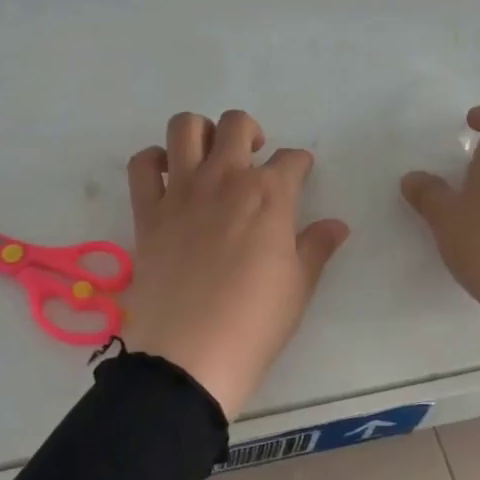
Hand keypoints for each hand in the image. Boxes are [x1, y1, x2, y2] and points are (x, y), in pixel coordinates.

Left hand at [125, 111, 349, 419]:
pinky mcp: (147, 212)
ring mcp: (180, 192)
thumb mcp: (299, 287)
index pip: (291, 160)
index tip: (300, 175)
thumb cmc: (255, 323)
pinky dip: (153, 161)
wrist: (191, 354)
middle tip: (254, 159)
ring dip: (201, 133)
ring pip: (185, 128)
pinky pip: (141, 165)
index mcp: (269, 195)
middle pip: (237, 125)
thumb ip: (316, 247)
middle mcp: (224, 179)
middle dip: (251, 133)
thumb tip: (337, 225)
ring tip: (210, 158)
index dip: (300, 165)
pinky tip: (168, 177)